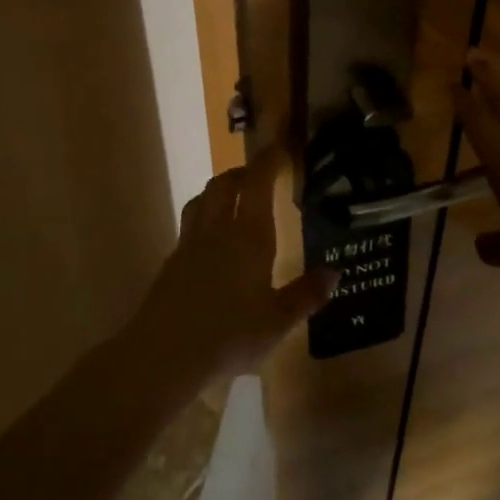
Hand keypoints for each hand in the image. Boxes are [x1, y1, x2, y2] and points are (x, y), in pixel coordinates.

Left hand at [129, 143, 335, 383]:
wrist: (164, 352)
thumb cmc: (230, 335)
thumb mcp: (278, 321)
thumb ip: (306, 295)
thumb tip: (334, 273)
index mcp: (248, 235)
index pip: (257, 182)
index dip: (267, 160)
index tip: (278, 147)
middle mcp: (218, 228)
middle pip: (225, 184)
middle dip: (243, 172)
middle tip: (258, 175)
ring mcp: (190, 242)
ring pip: (203, 199)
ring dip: (219, 189)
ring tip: (233, 197)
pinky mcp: (172, 260)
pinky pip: (190, 223)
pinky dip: (204, 215)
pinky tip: (210, 238)